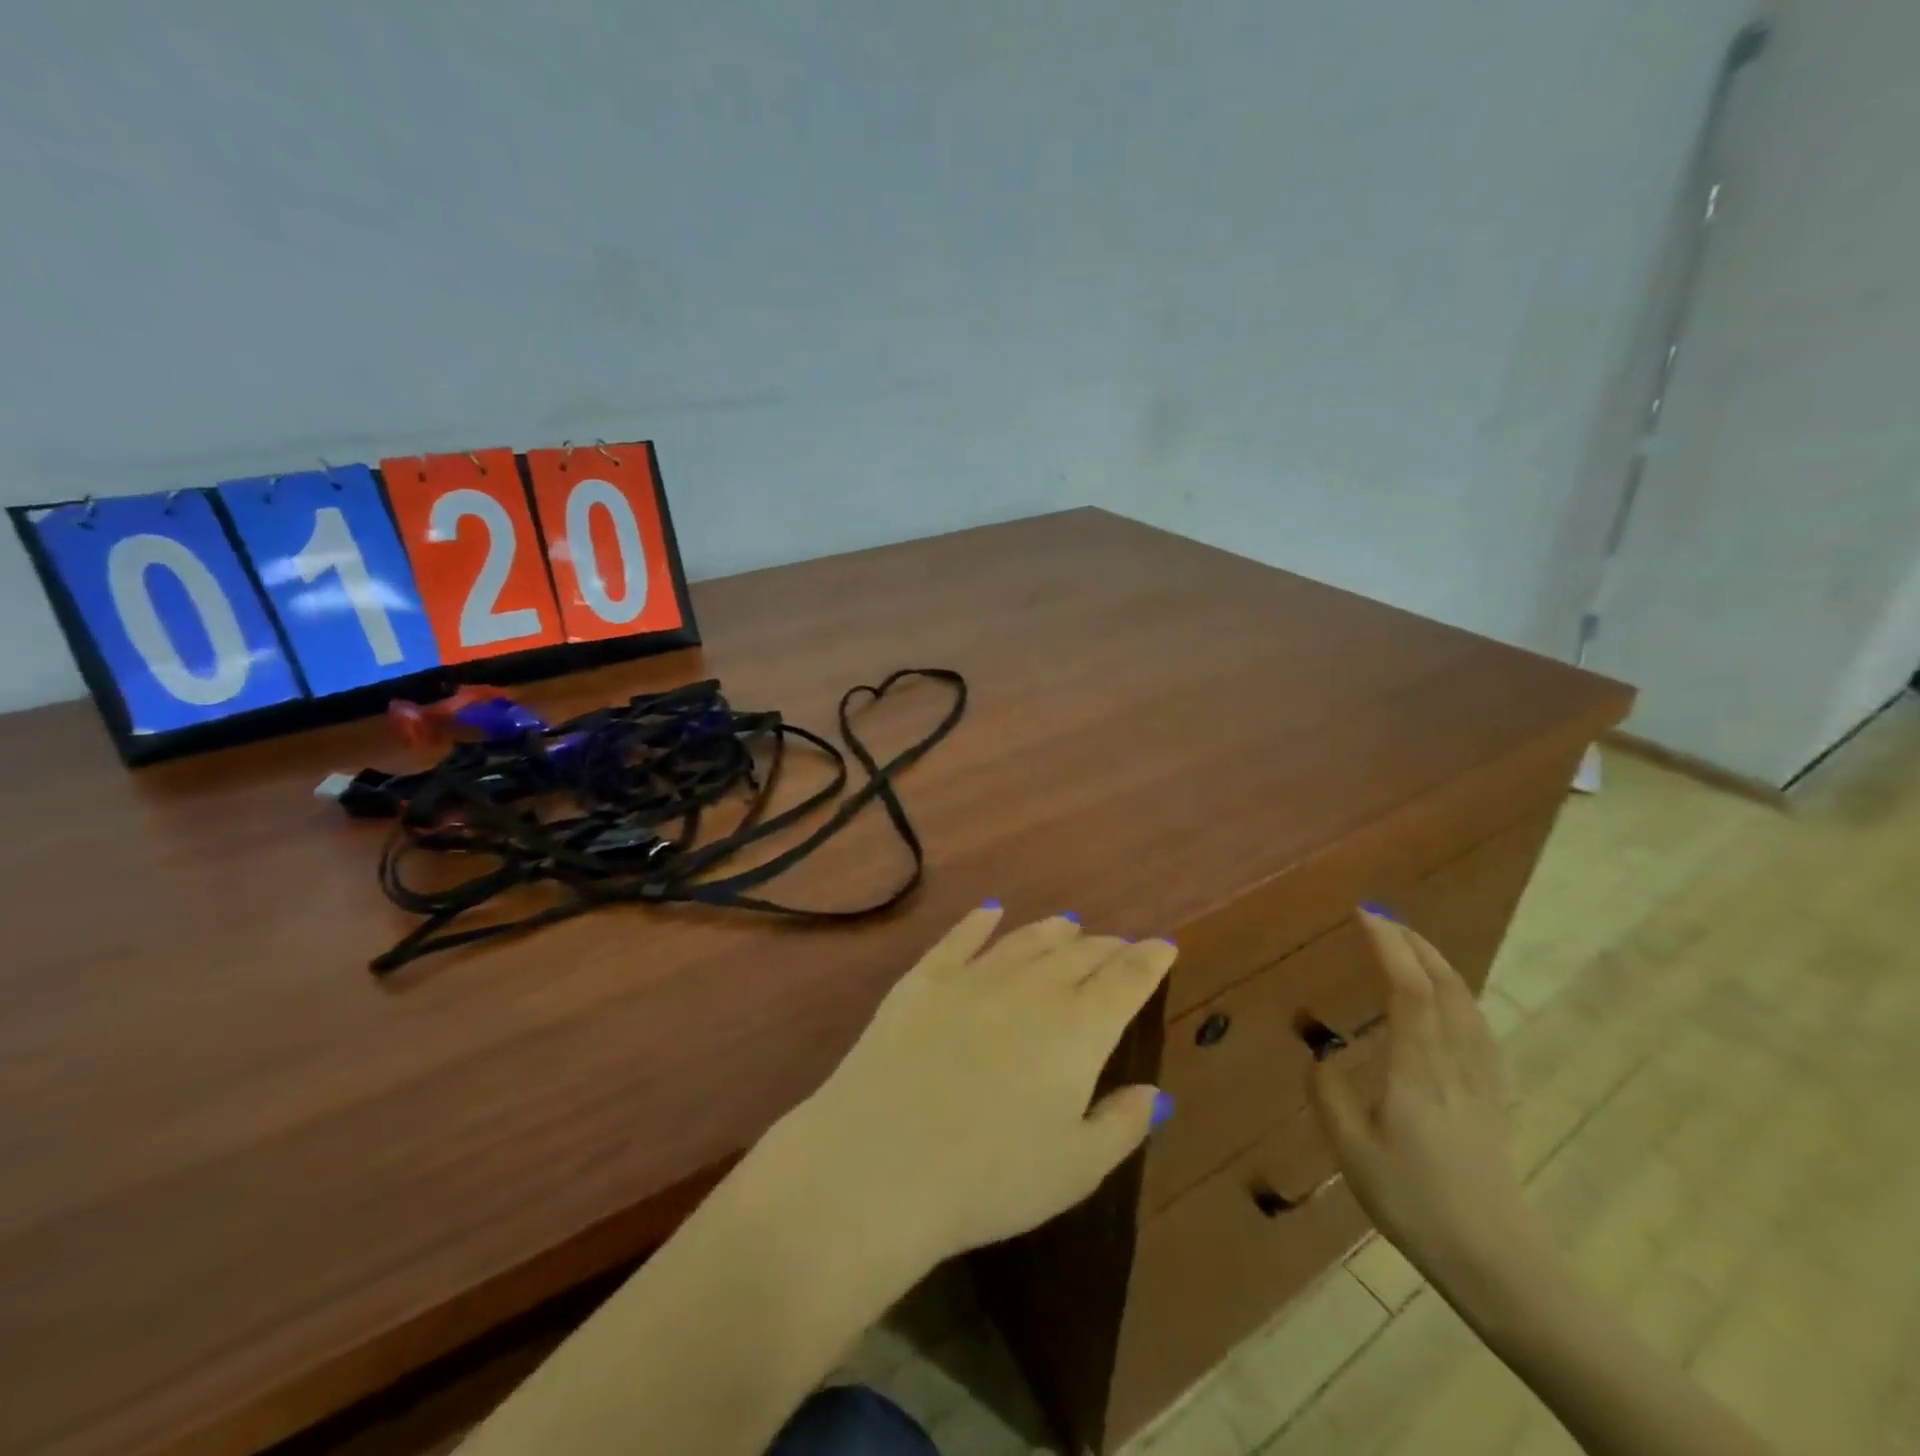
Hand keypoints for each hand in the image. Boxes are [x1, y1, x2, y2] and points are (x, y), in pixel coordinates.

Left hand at [772, 907, 1176, 1271]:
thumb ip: (1121, 1124)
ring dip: (1053, 930)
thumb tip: (1156, 1093)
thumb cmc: (991, 1179)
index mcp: (1078, 1030)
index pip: (1126, 980)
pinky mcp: (924, 978)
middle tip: (1119, 946)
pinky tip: (990, 911)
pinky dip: (980, 921)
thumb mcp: (1075, 1169)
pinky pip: (960, 938)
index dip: (1149, 960)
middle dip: (1106, 947)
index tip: (1164, 946)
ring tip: (1069, 924)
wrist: (883, 1162)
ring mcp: (974, 977)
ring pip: (1025, 940)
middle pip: (1079, 954)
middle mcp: (1031, 988)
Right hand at [1309, 909, 1542, 1282]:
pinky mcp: (1491, 1098)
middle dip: (1416, 945)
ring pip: (1467, 1005)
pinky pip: (1477, 1028)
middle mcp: (1454, 1063)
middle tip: (1383, 919)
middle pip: (1446, 988)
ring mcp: (1479, 1080)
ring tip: (1411, 947)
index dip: (1389, 947)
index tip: (1364, 915)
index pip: (1409, 990)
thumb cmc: (1416, 1203)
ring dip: (1438, 965)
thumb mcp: (1352, 1152)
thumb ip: (1329, 1095)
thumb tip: (1320, 1056)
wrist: (1498, 1262)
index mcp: (1418, 1070)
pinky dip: (1457, 996)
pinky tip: (1449, 1002)